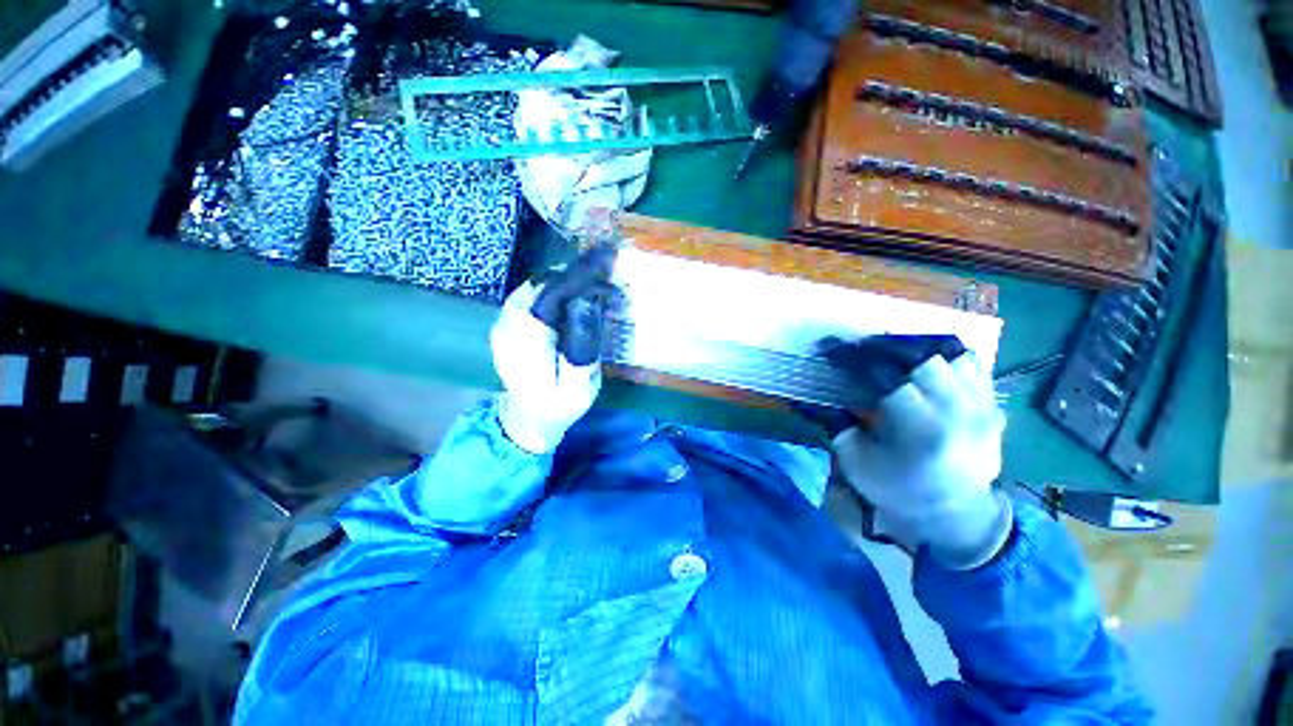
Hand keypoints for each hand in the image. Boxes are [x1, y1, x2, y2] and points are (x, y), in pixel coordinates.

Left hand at [490, 246, 618, 453]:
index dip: (580, 274)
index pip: (553, 291)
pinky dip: (557, 289)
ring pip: (538, 285)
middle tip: (607, 278)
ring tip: (596, 285)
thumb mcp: (577, 386)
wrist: (528, 419)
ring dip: (568, 280)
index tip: (607, 259)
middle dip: (577, 274)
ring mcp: (505, 322)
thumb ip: (582, 347)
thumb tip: (587, 302)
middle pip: (543, 283)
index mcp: (526, 339)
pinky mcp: (509, 323)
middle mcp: (508, 323)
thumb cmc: (558, 406)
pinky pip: (534, 295)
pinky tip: (575, 297)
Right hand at [825, 343, 1011, 568]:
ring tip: (897, 359)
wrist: (954, 515)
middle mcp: (959, 414)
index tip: (835, 351)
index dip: (857, 358)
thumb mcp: (855, 461)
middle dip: (888, 350)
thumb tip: (832, 391)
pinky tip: (927, 371)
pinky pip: (973, 369)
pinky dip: (947, 362)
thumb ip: (841, 422)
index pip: (888, 376)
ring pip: (954, 357)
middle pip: (925, 358)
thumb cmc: (898, 490)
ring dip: (920, 353)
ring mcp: (983, 409)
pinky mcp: (993, 409)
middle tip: (865, 353)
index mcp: (921, 431)